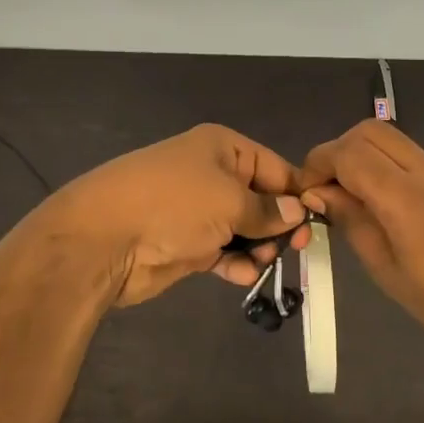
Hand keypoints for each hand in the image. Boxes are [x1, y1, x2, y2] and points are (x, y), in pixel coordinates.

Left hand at [20, 124, 310, 306]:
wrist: (104, 240)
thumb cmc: (174, 204)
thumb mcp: (230, 201)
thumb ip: (268, 210)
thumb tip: (299, 211)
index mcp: (223, 148)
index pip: (274, 167)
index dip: (298, 193)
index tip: (319, 221)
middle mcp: (211, 174)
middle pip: (261, 199)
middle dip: (279, 223)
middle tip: (295, 247)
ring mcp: (197, 210)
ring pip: (243, 228)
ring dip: (258, 246)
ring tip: (264, 261)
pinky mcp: (186, 243)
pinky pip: (222, 251)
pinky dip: (235, 262)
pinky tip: (243, 274)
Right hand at [295, 120, 423, 369]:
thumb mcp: (389, 272)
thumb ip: (353, 223)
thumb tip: (318, 193)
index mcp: (408, 200)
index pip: (350, 154)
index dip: (318, 163)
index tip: (304, 191)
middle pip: (370, 131)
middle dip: (338, 151)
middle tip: (325, 188)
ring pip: (391, 139)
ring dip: (362, 156)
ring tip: (350, 197)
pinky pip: (412, 157)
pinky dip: (385, 166)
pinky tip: (384, 205)